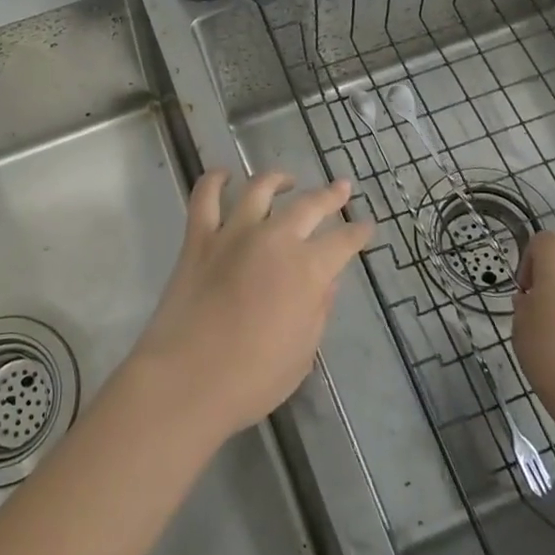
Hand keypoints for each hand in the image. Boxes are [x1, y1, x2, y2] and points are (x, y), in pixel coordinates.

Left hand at [129, 170, 374, 441]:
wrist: (188, 379)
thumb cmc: (254, 378)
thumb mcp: (303, 352)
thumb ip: (318, 310)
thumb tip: (327, 281)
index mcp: (308, 270)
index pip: (343, 241)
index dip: (358, 233)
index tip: (366, 225)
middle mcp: (275, 239)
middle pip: (309, 205)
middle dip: (331, 195)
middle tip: (342, 188)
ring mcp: (234, 233)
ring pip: (260, 189)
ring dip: (277, 179)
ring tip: (286, 179)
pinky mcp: (198, 237)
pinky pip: (205, 197)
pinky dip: (214, 180)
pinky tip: (223, 175)